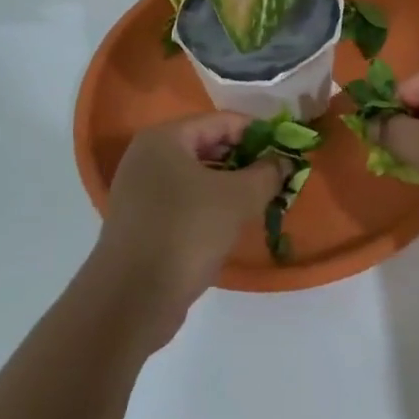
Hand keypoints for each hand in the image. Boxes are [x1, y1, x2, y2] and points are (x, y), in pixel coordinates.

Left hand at [93, 112, 281, 347]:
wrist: (131, 298)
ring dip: (230, 184)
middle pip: (208, 146)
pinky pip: (184, 200)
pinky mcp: (142, 221)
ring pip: (197, 176)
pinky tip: (232, 223)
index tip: (286, 151)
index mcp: (165, 138)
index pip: (222, 121)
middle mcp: (147, 157)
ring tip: (261, 201)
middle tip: (276, 177)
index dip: (258, 133)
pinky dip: (210, 205)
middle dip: (245, 160)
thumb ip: (267, 174)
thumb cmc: (186, 232)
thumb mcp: (238, 199)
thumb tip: (283, 161)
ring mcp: (140, 190)